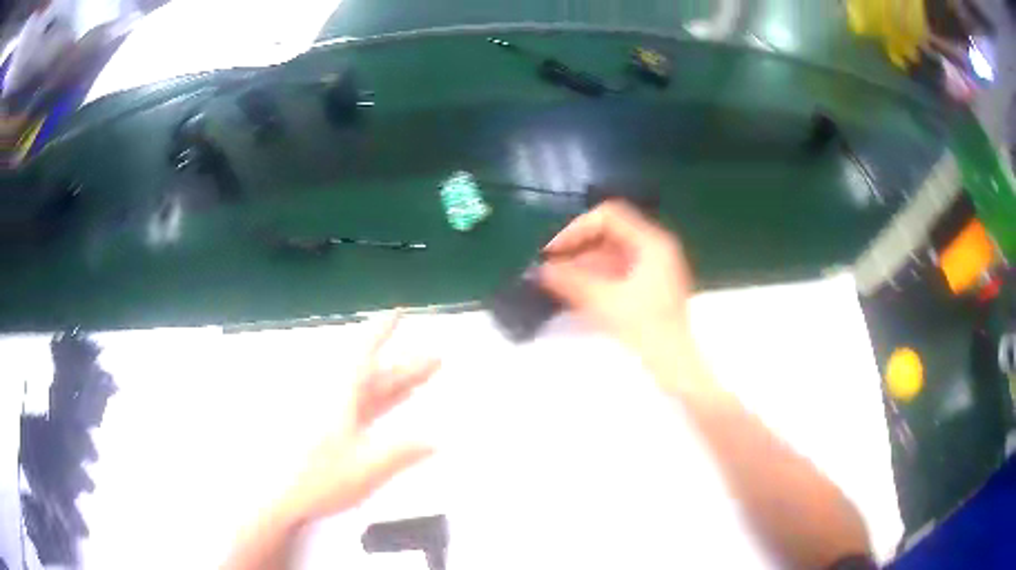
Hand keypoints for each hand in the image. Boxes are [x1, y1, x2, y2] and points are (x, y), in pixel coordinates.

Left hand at [279, 312, 439, 524]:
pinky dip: (375, 403)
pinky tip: (389, 407)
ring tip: (420, 380)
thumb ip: (403, 451)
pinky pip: (354, 406)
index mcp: (340, 392)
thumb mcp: (368, 466)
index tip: (399, 312)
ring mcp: (325, 410)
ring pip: (364, 390)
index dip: (382, 330)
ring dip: (393, 384)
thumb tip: (435, 440)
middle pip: (371, 373)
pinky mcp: (321, 426)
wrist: (276, 493)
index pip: (364, 351)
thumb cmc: (320, 475)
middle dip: (404, 365)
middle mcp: (332, 394)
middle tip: (436, 359)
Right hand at [539, 201, 692, 351]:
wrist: (676, 364)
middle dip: (578, 247)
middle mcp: (655, 247)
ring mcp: (655, 266)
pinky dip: (596, 276)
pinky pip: (618, 269)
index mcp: (651, 242)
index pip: (609, 216)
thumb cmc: (645, 329)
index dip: (577, 228)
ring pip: (612, 253)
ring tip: (557, 279)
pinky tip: (576, 289)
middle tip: (551, 265)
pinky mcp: (650, 285)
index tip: (553, 250)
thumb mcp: (605, 302)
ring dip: (584, 263)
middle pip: (610, 233)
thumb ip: (571, 281)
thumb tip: (541, 269)